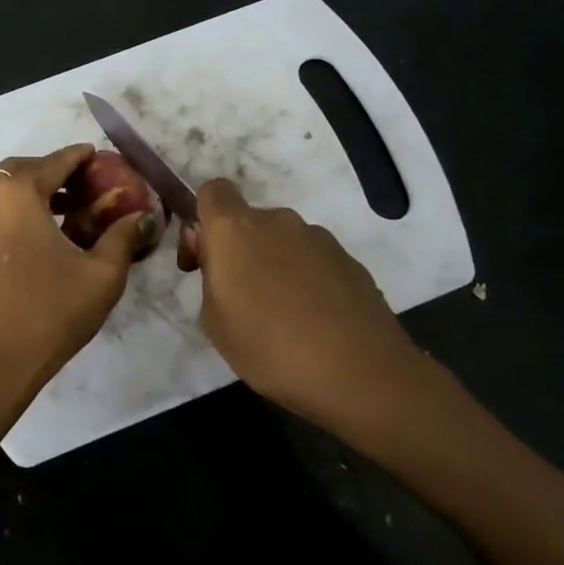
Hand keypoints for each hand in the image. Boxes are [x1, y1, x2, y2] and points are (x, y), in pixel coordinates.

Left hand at [0, 144, 157, 404]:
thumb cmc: (46, 315)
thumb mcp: (100, 277)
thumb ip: (122, 238)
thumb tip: (142, 218)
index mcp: (16, 195)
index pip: (54, 161)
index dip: (80, 157)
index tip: (98, 156)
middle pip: (21, 171)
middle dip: (51, 173)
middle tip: (81, 187)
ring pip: (0, 194)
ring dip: (30, 195)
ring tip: (63, 216)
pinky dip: (11, 216)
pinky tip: (34, 243)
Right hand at [182, 177, 444, 439]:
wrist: (360, 373)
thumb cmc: (270, 348)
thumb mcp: (215, 321)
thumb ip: (210, 277)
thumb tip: (221, 260)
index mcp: (236, 230)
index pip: (213, 191)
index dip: (203, 219)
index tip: (203, 260)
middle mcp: (279, 222)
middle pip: (249, 221)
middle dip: (239, 251)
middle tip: (240, 299)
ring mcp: (319, 239)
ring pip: (283, 242)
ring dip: (274, 266)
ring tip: (280, 316)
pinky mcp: (350, 260)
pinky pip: (313, 261)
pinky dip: (305, 280)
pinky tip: (312, 321)